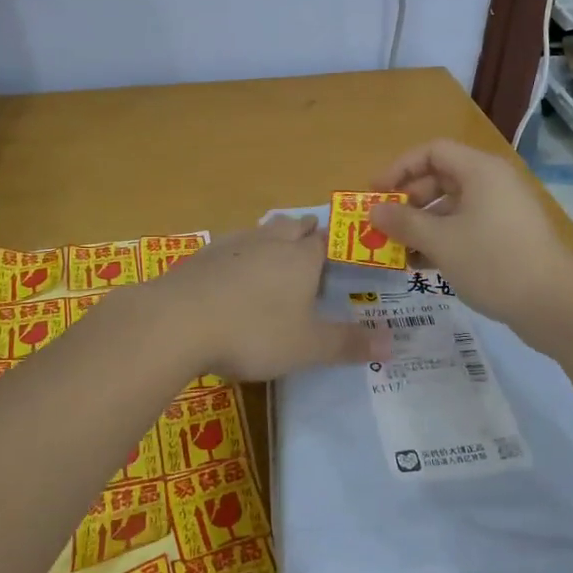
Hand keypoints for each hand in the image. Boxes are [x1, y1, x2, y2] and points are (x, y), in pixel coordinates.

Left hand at [143, 216, 389, 380]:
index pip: (326, 241)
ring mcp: (232, 245)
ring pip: (260, 232)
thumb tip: (394, 343)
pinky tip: (232, 274)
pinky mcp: (202, 256)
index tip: (344, 250)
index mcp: (301, 258)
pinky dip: (239, 255)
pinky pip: (230, 247)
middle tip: (312, 243)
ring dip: (272, 238)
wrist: (177, 321)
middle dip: (305, 232)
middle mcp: (270, 242)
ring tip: (275, 254)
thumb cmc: (253, 332)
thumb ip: (348, 344)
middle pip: (292, 226)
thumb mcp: (307, 347)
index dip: (336, 244)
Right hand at [367, 139, 572, 344]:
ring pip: (453, 207)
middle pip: (441, 178)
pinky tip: (422, 265)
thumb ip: (404, 222)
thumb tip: (375, 211)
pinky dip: (443, 240)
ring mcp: (503, 211)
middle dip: (408, 200)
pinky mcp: (509, 237)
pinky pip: (467, 227)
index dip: (399, 168)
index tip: (374, 194)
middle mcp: (493, 183)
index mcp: (480, 171)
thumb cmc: (494, 262)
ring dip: (422, 225)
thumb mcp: (441, 242)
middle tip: (384, 225)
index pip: (432, 152)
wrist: (556, 306)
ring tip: (398, 250)